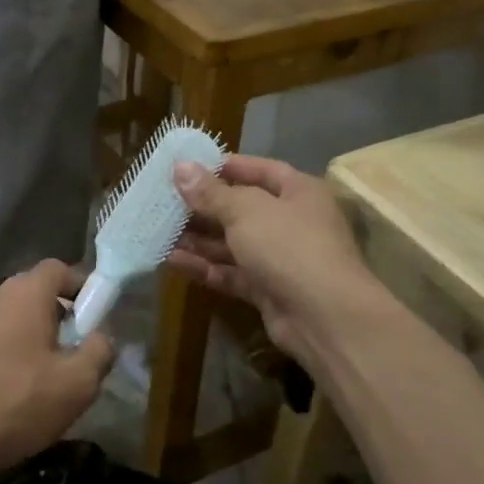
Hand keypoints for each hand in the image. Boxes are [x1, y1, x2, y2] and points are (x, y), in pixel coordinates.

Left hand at [0, 260, 116, 483]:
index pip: (60, 269)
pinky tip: (13, 392)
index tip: (96, 320)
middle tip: (75, 355)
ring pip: (13, 319)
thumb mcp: (77, 384)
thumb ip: (100, 351)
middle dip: (60, 318)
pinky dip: (8, 355)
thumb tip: (100, 337)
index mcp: (24, 293)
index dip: (82, 288)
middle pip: (36, 294)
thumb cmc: (15, 404)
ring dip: (33, 339)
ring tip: (45, 380)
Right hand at [168, 155, 376, 366]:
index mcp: (299, 192)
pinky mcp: (268, 290)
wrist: (325, 317)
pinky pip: (231, 272)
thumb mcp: (245, 211)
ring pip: (233, 243)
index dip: (224, 166)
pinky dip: (204, 267)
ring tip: (159, 231)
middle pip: (241, 208)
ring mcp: (280, 258)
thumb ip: (211, 192)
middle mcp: (292, 222)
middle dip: (203, 206)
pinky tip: (171, 260)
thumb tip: (181, 168)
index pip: (259, 169)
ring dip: (198, 238)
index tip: (188, 167)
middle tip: (163, 201)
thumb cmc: (289, 246)